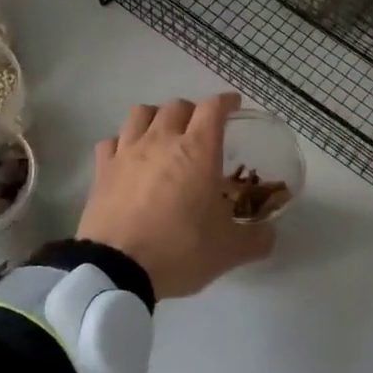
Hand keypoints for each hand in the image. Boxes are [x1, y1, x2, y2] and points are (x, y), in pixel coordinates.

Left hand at [78, 94, 274, 300]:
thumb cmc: (180, 250)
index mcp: (198, 150)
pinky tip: (128, 158)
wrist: (118, 269)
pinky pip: (112, 141)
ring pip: (141, 114)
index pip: (213, 108)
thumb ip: (257, 239)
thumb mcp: (229, 251)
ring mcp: (127, 152)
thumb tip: (270, 234)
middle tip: (200, 130)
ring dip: (156, 118)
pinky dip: (123, 143)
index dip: (226, 102)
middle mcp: (162, 140)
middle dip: (193, 112)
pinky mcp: (102, 169)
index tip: (233, 106)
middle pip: (177, 106)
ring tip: (163, 135)